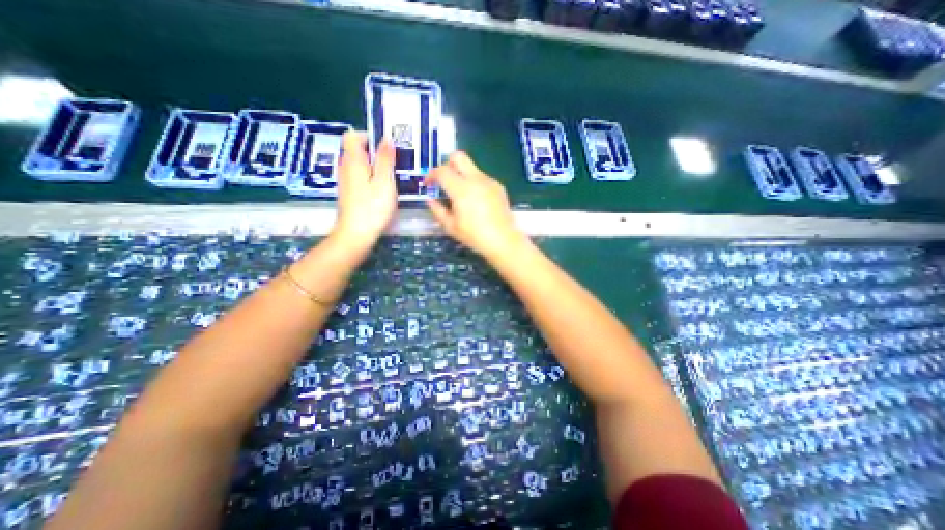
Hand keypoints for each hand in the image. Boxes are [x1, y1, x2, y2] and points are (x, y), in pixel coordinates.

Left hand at [331, 131, 397, 253]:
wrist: (356, 234)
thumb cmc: (373, 207)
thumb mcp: (385, 181)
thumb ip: (385, 159)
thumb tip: (386, 138)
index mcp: (353, 160)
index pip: (353, 136)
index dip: (369, 136)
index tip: (387, 147)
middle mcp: (345, 167)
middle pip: (357, 150)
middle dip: (375, 152)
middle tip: (395, 163)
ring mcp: (346, 181)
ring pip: (359, 165)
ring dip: (375, 166)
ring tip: (392, 176)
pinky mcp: (349, 193)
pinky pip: (360, 176)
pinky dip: (371, 177)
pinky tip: (383, 189)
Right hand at [425, 149, 528, 258]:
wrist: (503, 240)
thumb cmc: (474, 236)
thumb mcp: (451, 227)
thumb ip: (437, 210)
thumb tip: (430, 200)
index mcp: (461, 189)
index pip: (441, 171)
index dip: (431, 175)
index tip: (428, 184)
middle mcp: (475, 179)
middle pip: (458, 156)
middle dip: (447, 164)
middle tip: (444, 180)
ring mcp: (489, 181)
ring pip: (471, 167)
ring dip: (462, 175)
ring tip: (461, 196)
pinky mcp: (499, 186)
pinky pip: (482, 177)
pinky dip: (474, 183)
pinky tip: (476, 201)